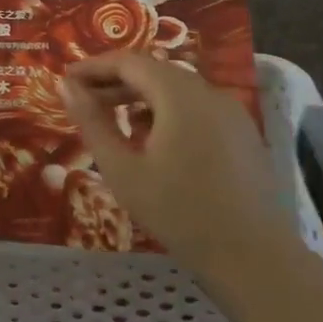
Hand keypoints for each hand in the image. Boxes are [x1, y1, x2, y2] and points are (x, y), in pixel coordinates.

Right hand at [58, 53, 300, 287]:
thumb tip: (66, 86)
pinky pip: (197, 107)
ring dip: (141, 97)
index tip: (67, 80)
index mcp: (179, 94)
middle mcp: (208, 92)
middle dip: (115, 81)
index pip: (129, 61)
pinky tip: (154, 142)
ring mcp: (232, 112)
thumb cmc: (180, 213)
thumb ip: (92, 122)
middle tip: (84, 101)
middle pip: (154, 71)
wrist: (256, 260)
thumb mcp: (123, 169)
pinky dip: (168, 111)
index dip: (94, 66)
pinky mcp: (243, 134)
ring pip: (177, 89)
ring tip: (114, 121)